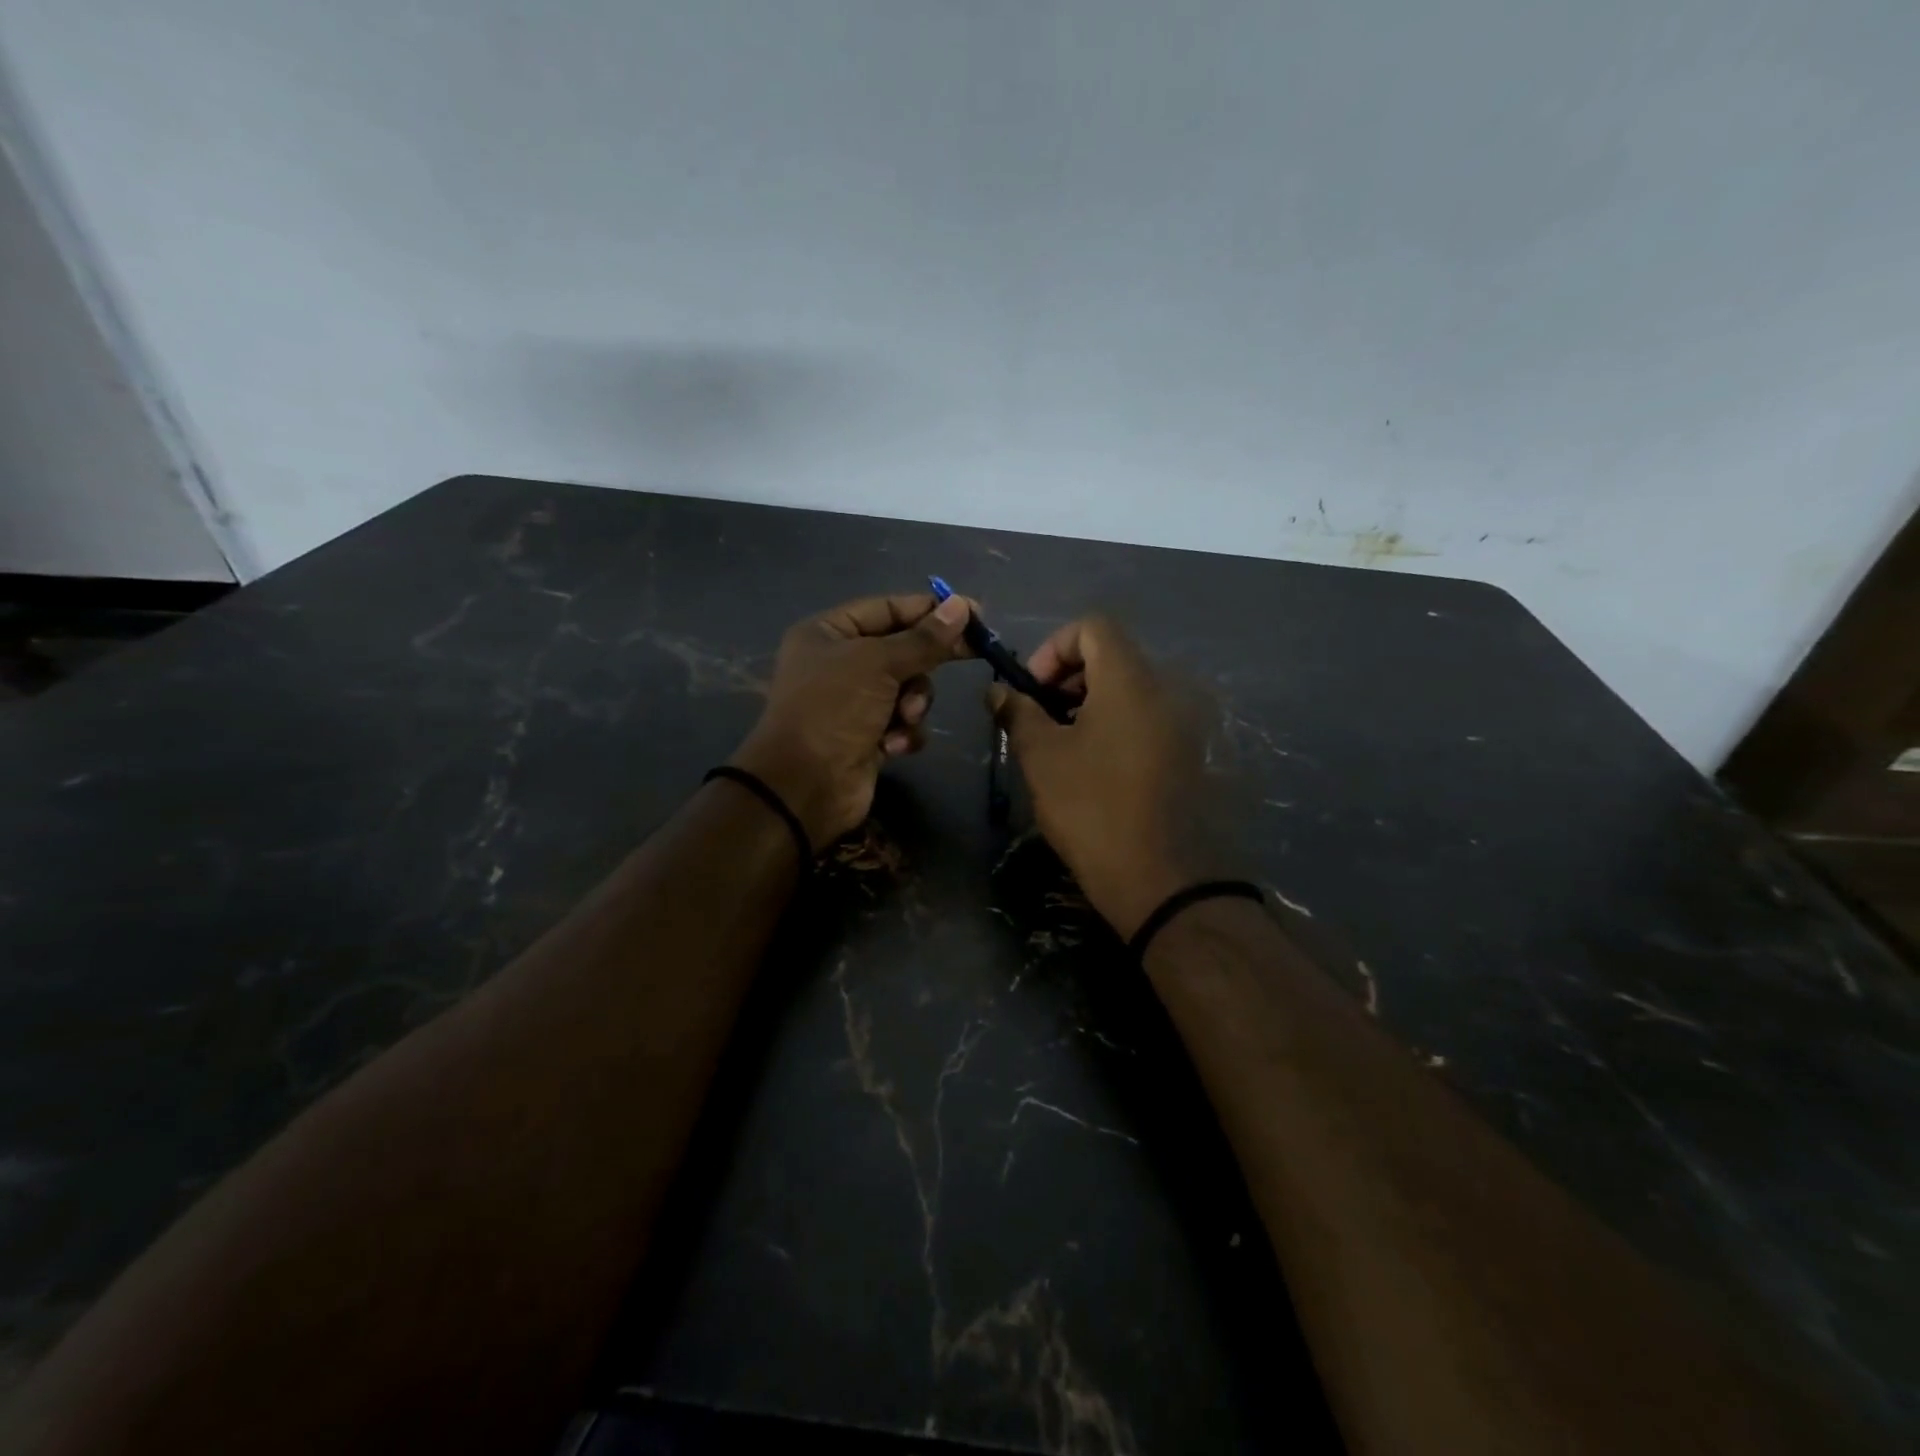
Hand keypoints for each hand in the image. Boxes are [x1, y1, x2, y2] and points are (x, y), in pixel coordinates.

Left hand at [731, 592, 973, 849]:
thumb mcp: (879, 664)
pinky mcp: (868, 737)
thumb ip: (923, 639)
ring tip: (903, 717)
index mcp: (828, 633)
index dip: (929, 610)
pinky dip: (904, 732)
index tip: (973, 613)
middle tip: (974, 653)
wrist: (804, 787)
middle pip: (902, 649)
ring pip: (908, 689)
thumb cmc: (834, 710)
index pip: (887, 609)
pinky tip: (892, 746)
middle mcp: (839, 663)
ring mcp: (854, 702)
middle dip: (924, 662)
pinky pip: (903, 723)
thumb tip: (962, 605)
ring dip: (914, 703)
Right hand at [989, 616, 1205, 938]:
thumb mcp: (1042, 757)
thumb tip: (999, 691)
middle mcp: (1163, 690)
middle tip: (1039, 717)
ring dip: (1088, 702)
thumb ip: (1018, 713)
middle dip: (1067, 677)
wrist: (1160, 878)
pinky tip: (1091, 765)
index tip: (1032, 689)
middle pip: (1111, 655)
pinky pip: (1145, 717)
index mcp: (1129, 680)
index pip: (1093, 627)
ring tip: (1060, 744)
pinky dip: (1113, 723)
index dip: (1053, 647)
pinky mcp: (1185, 753)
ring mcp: (1181, 723)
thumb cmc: (1092, 808)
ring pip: (1128, 688)